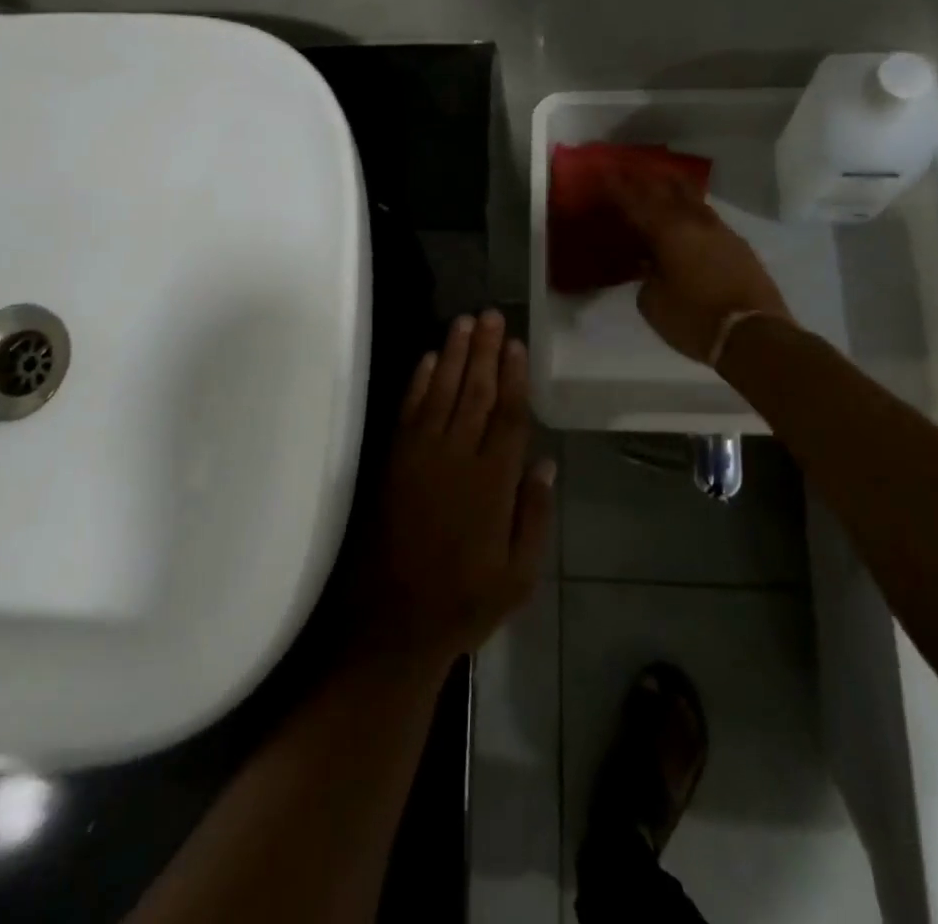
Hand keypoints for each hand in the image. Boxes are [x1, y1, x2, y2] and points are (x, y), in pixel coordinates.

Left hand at [353, 311, 554, 670]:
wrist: (393, 622)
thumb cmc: (465, 601)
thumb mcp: (519, 575)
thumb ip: (534, 516)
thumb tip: (545, 462)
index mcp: (492, 484)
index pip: (508, 416)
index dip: (514, 377)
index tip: (517, 344)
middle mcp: (456, 459)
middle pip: (475, 393)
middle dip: (485, 351)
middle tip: (491, 315)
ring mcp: (420, 456)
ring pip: (442, 393)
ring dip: (454, 355)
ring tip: (465, 322)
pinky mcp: (393, 461)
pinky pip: (408, 411)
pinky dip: (419, 382)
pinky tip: (429, 358)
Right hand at [607, 170, 793, 363]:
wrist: (753, 334)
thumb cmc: (693, 319)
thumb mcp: (653, 303)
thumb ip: (646, 278)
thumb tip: (651, 266)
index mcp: (668, 233)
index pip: (636, 203)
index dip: (619, 188)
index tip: (606, 171)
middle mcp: (694, 223)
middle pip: (668, 189)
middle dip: (648, 178)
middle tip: (632, 168)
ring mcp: (721, 231)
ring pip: (693, 199)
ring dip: (675, 188)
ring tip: (662, 180)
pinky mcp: (738, 245)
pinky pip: (708, 217)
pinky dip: (693, 209)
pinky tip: (688, 214)